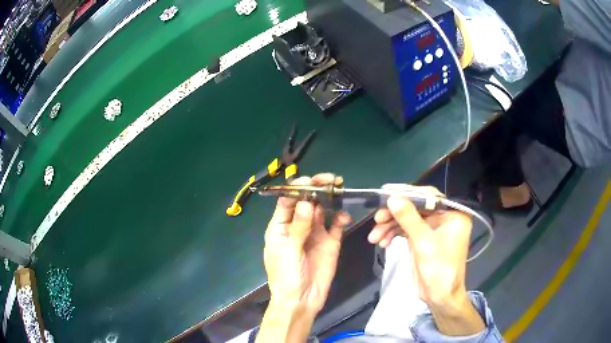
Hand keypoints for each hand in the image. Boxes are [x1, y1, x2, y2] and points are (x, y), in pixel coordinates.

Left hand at [263, 173, 351, 312]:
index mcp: (280, 226)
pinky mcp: (330, 242)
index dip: (297, 188)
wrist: (302, 301)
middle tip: (330, 179)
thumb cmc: (286, 276)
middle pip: (307, 202)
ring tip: (339, 190)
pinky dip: (340, 217)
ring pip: (322, 210)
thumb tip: (307, 202)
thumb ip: (298, 227)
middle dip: (317, 189)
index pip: (287, 201)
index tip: (310, 180)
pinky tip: (344, 216)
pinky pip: (336, 225)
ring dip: (330, 200)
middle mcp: (298, 226)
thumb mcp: (288, 251)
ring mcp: (315, 234)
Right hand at [370, 184, 483, 335]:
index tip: (385, 192)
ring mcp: (432, 228)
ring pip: (407, 219)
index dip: (406, 192)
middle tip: (376, 219)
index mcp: (453, 213)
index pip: (429, 196)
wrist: (439, 297)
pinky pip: (405, 230)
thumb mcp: (424, 243)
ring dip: (389, 226)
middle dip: (394, 214)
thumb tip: (392, 198)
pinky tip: (382, 242)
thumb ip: (409, 218)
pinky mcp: (422, 238)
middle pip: (415, 207)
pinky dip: (393, 234)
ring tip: (374, 237)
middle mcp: (443, 217)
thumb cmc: (439, 270)